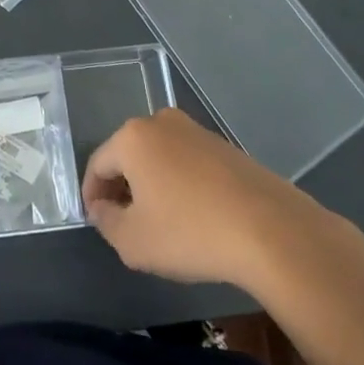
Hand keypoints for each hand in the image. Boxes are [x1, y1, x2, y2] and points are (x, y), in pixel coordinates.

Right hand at [83, 108, 363, 303]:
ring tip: (161, 223)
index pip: (97, 164)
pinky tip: (193, 216)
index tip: (98, 223)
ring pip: (159, 157)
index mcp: (132, 137)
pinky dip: (180, 184)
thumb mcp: (133, 242)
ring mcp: (196, 130)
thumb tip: (102, 208)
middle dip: (122, 187)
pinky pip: (187, 162)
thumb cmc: (191, 232)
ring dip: (152, 185)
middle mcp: (160, 122)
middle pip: (128, 155)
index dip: (92, 195)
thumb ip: (106, 222)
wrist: (271, 230)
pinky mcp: (224, 145)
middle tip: (126, 223)